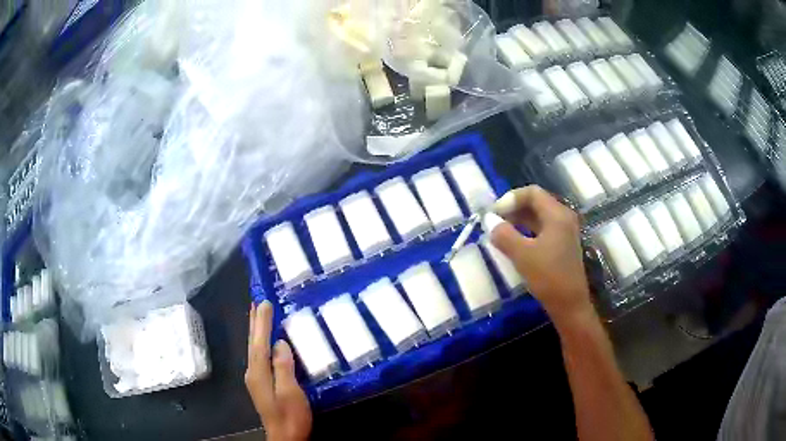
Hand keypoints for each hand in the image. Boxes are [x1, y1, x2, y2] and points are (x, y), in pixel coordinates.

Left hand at [246, 301, 311, 440]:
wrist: (285, 438)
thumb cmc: (291, 416)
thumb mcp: (291, 393)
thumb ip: (283, 368)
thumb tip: (279, 343)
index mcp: (259, 373)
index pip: (259, 342)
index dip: (262, 322)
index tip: (264, 302)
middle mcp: (253, 373)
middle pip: (253, 344)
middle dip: (254, 323)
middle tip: (255, 302)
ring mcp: (256, 380)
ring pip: (254, 350)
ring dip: (255, 332)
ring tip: (257, 316)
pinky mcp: (261, 385)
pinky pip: (259, 357)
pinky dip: (260, 344)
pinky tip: (265, 344)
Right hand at [489, 185, 593, 327]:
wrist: (570, 305)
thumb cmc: (548, 277)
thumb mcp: (523, 256)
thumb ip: (504, 235)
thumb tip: (489, 220)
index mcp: (557, 214)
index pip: (532, 193)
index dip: (510, 198)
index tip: (494, 213)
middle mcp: (563, 218)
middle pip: (536, 202)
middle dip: (513, 208)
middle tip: (494, 221)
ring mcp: (565, 232)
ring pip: (539, 216)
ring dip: (519, 220)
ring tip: (500, 231)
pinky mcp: (562, 245)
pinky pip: (543, 229)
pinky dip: (527, 231)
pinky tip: (515, 243)